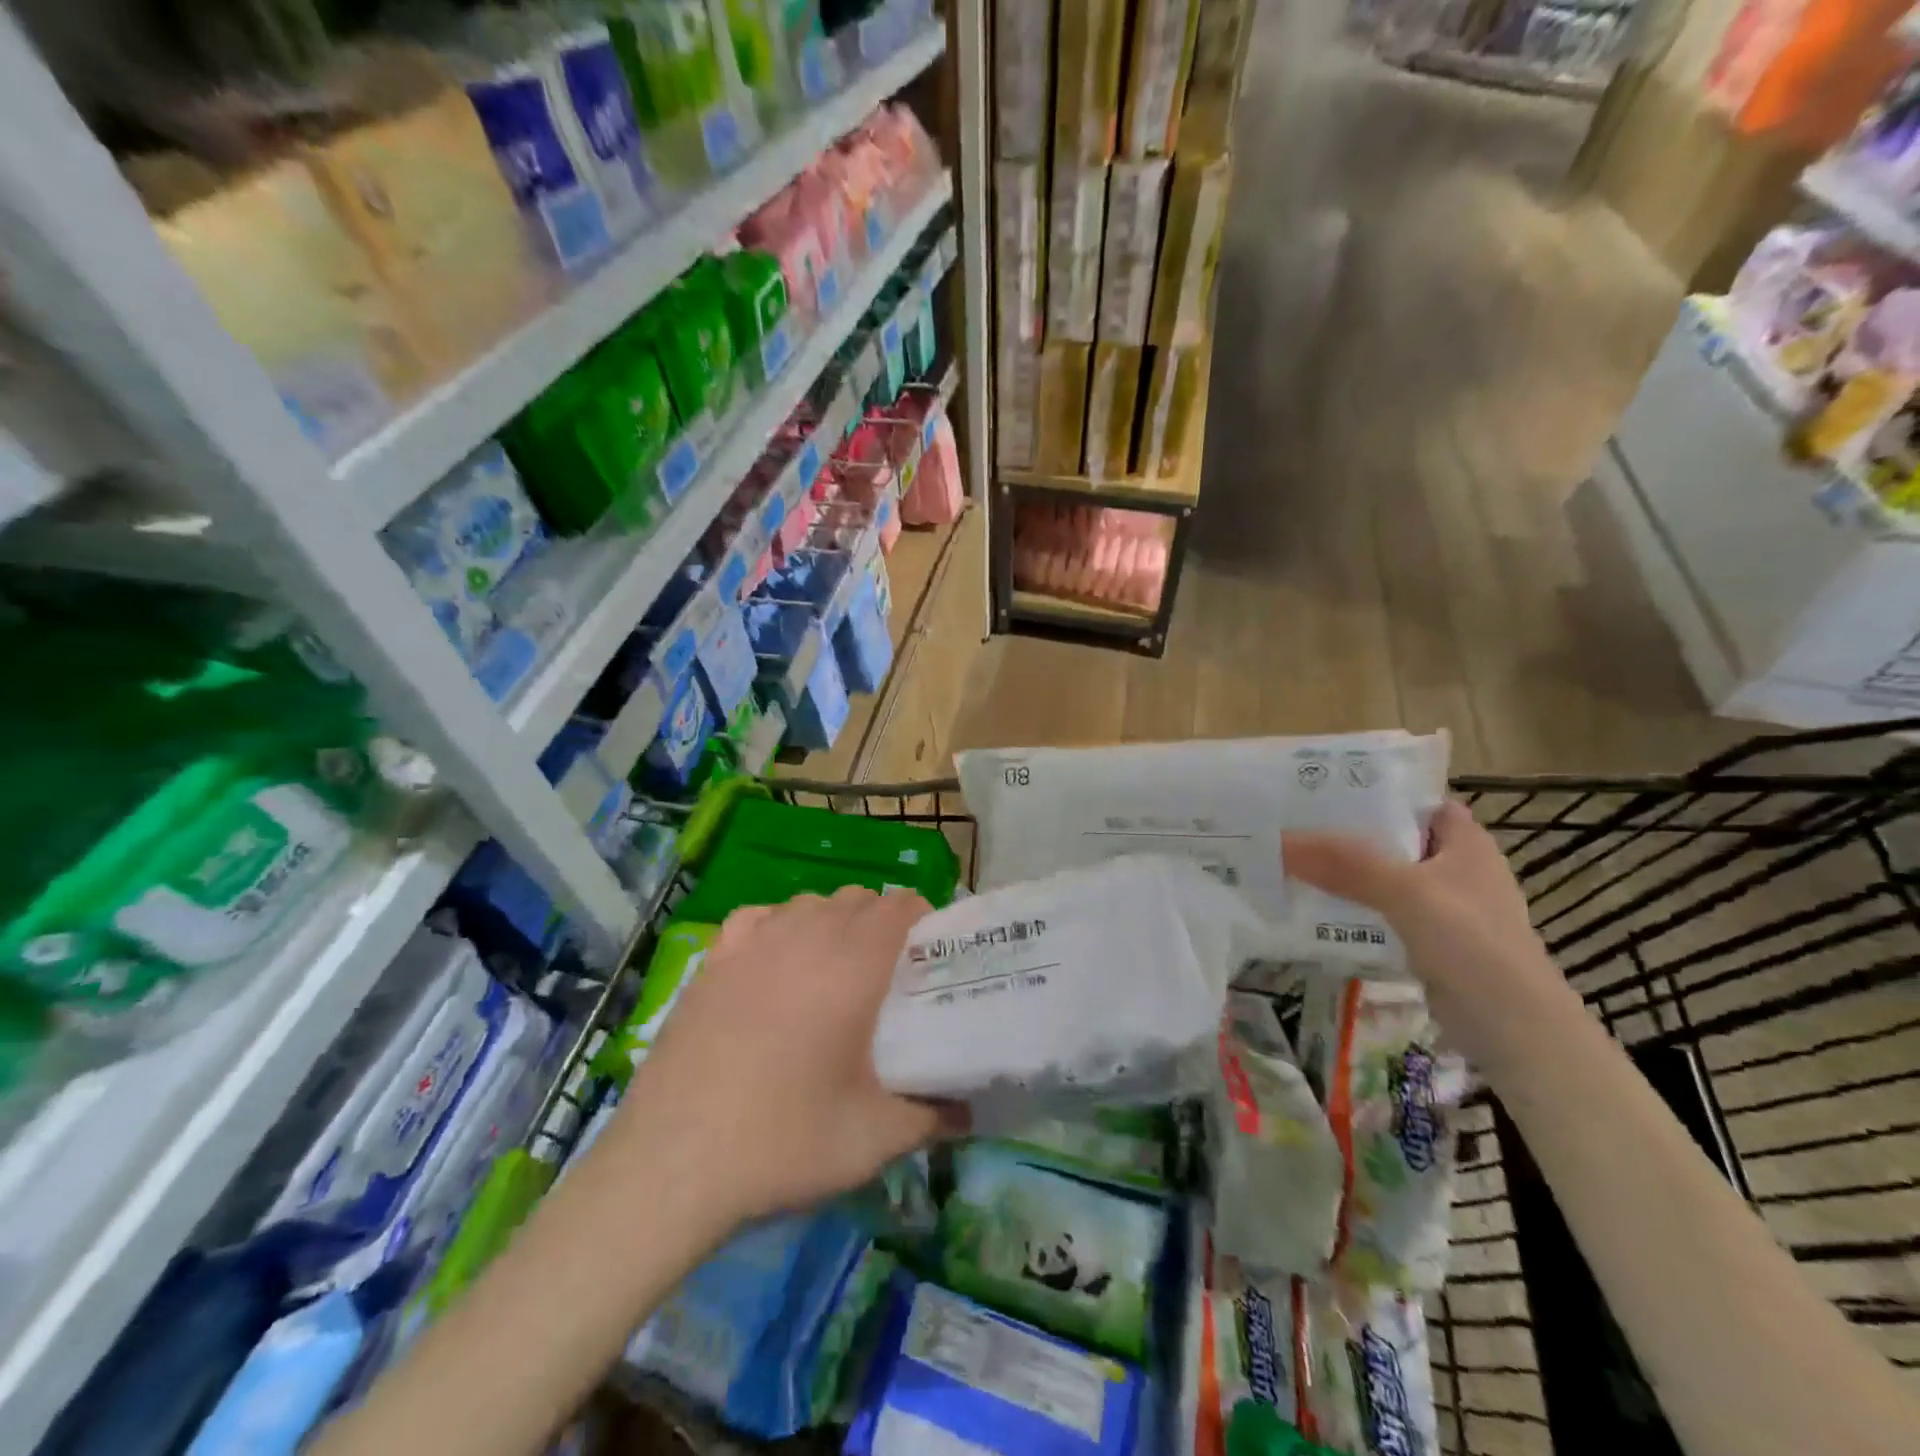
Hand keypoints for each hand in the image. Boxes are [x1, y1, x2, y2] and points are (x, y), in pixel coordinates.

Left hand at [608, 888, 964, 1228]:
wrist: (672, 1165)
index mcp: (854, 963)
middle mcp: (805, 935)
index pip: (901, 904)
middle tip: (887, 977)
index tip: (929, 960)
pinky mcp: (713, 959)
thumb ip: (933, 1115)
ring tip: (833, 973)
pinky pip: (760, 917)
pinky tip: (775, 964)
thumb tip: (968, 1110)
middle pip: (859, 899)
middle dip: (882, 925)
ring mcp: (753, 941)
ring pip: (811, 903)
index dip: (923, 922)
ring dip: (833, 923)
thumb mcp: (874, 1139)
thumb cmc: (784, 1142)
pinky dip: (778, 927)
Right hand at [1282, 800, 1586, 1069]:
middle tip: (1294, 828)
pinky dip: (1357, 912)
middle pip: (1395, 841)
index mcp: (1467, 843)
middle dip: (1349, 836)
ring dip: (1348, 876)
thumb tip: (1279, 841)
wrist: (1514, 1029)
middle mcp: (1459, 870)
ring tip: (1294, 865)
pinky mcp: (1433, 944)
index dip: (1376, 794)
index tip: (1322, 792)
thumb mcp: (1405, 892)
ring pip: (1387, 880)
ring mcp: (1447, 910)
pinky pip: (1386, 915)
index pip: (1417, 803)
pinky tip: (1319, 912)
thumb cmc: (1472, 943)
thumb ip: (1345, 864)